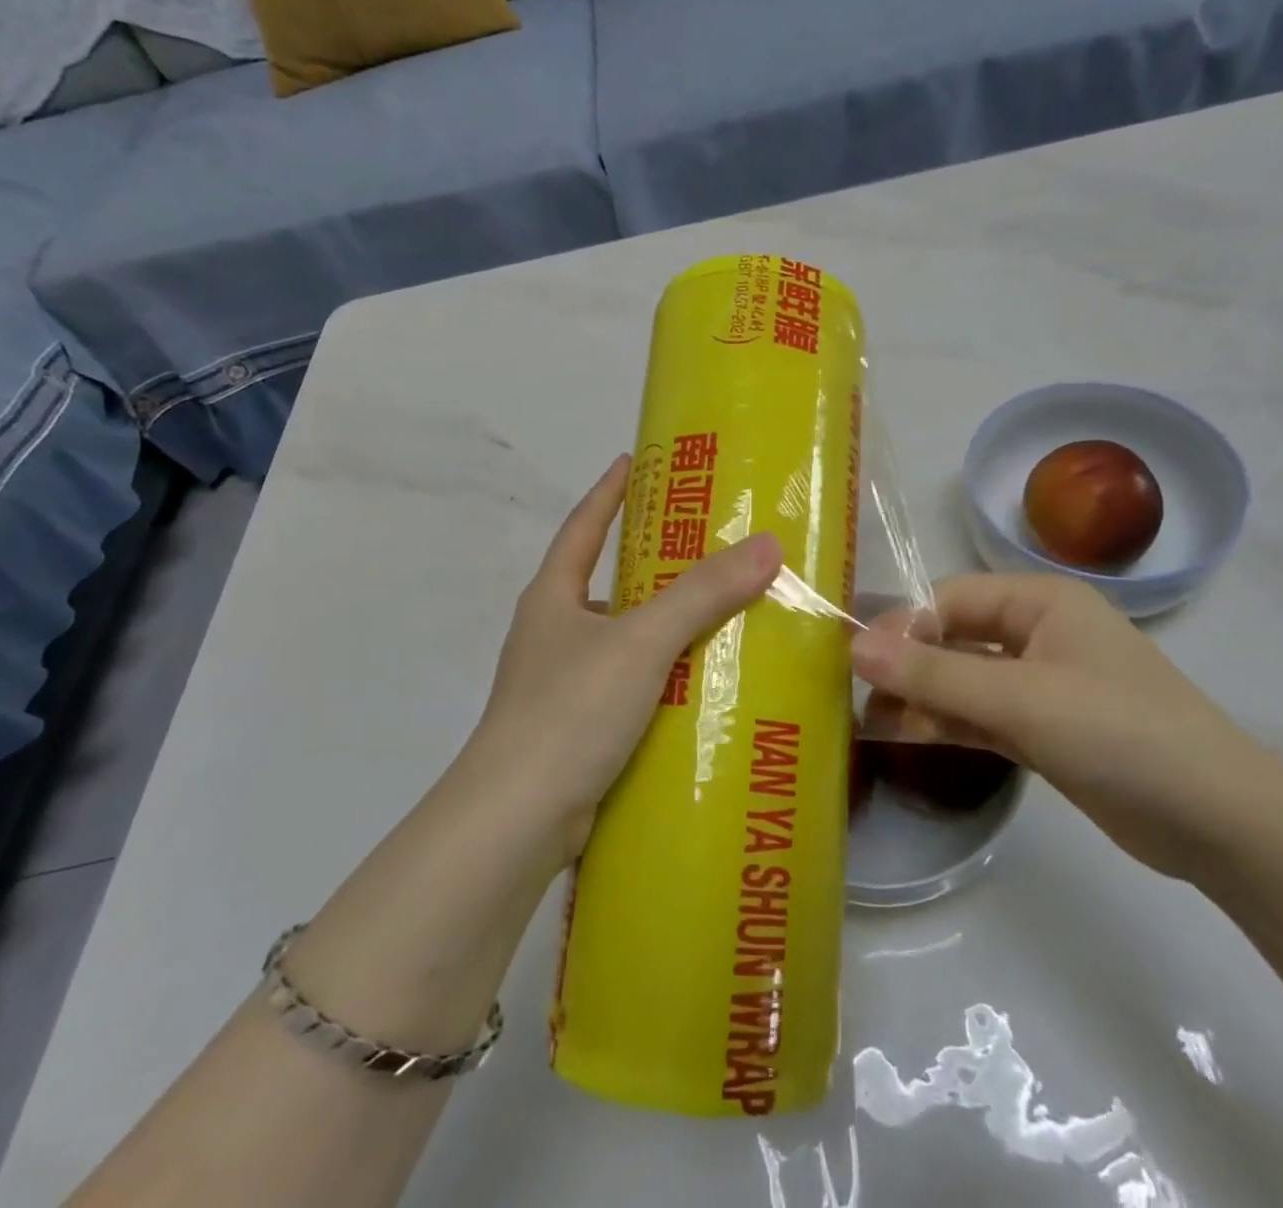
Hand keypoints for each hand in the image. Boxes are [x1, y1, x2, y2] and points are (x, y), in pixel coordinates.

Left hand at [462, 455, 782, 863]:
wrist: (516, 821)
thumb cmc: (569, 711)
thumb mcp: (641, 641)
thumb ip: (702, 593)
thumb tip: (766, 545)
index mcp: (554, 597)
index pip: (584, 527)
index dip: (609, 492)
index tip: (634, 460)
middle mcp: (554, 634)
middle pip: (609, 583)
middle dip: (654, 566)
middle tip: (711, 548)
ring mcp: (562, 685)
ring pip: (624, 641)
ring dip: (666, 629)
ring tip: (723, 617)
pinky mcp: (577, 731)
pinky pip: (630, 689)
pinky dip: (663, 681)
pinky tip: (704, 689)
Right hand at [851, 573, 1281, 880]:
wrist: (1218, 822)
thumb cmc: (1119, 732)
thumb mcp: (1021, 697)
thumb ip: (935, 673)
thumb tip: (855, 647)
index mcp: (1040, 601)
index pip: (950, 598)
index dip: (902, 624)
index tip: (857, 660)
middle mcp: (1037, 632)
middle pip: (953, 637)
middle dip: (905, 663)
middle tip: (851, 691)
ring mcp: (1040, 684)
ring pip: (962, 679)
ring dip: (918, 696)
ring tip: (863, 718)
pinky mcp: (1042, 729)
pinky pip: (979, 715)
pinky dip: (943, 723)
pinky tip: (897, 734)